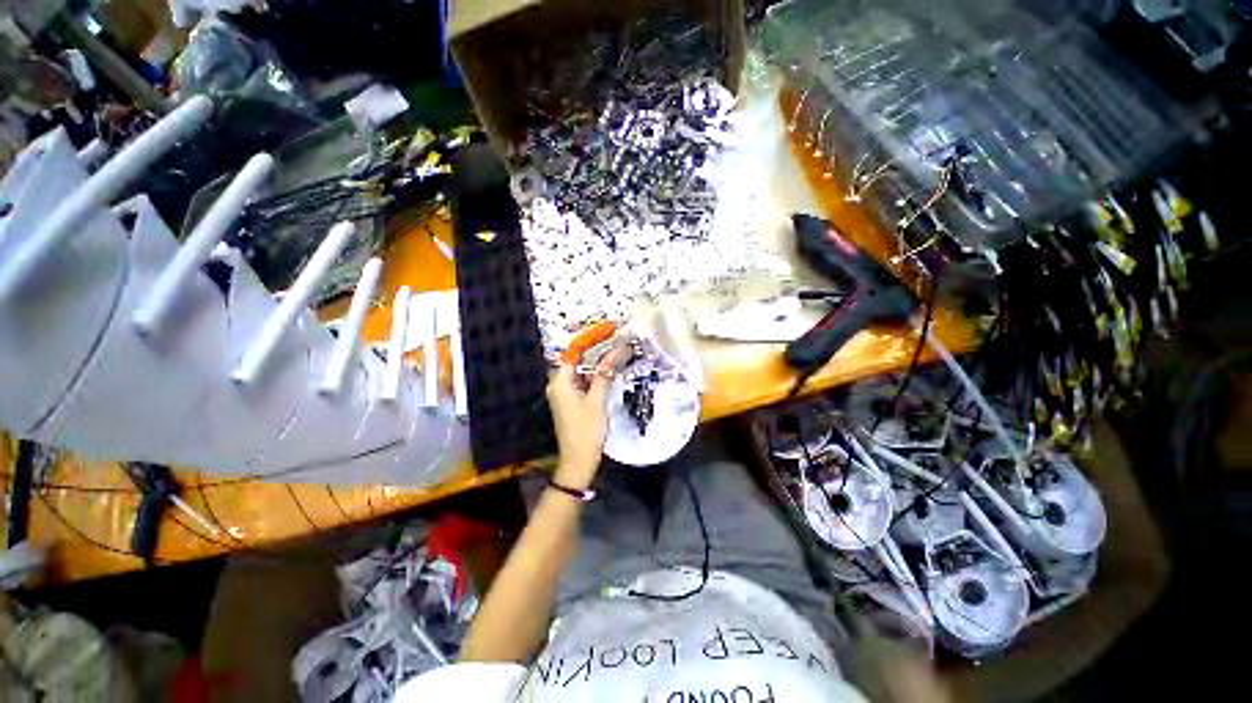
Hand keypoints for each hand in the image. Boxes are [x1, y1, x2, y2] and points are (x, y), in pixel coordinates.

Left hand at [546, 349, 623, 489]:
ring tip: (615, 351)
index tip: (606, 330)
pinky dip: (594, 376)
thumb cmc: (586, 430)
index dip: (589, 340)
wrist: (578, 460)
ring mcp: (563, 394)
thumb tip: (614, 354)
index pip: (573, 353)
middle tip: (614, 339)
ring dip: (596, 363)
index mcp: (560, 383)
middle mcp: (558, 385)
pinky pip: (582, 382)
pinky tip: (608, 371)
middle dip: (595, 350)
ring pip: (581, 372)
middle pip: (577, 361)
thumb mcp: (597, 401)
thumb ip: (604, 376)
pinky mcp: (570, 402)